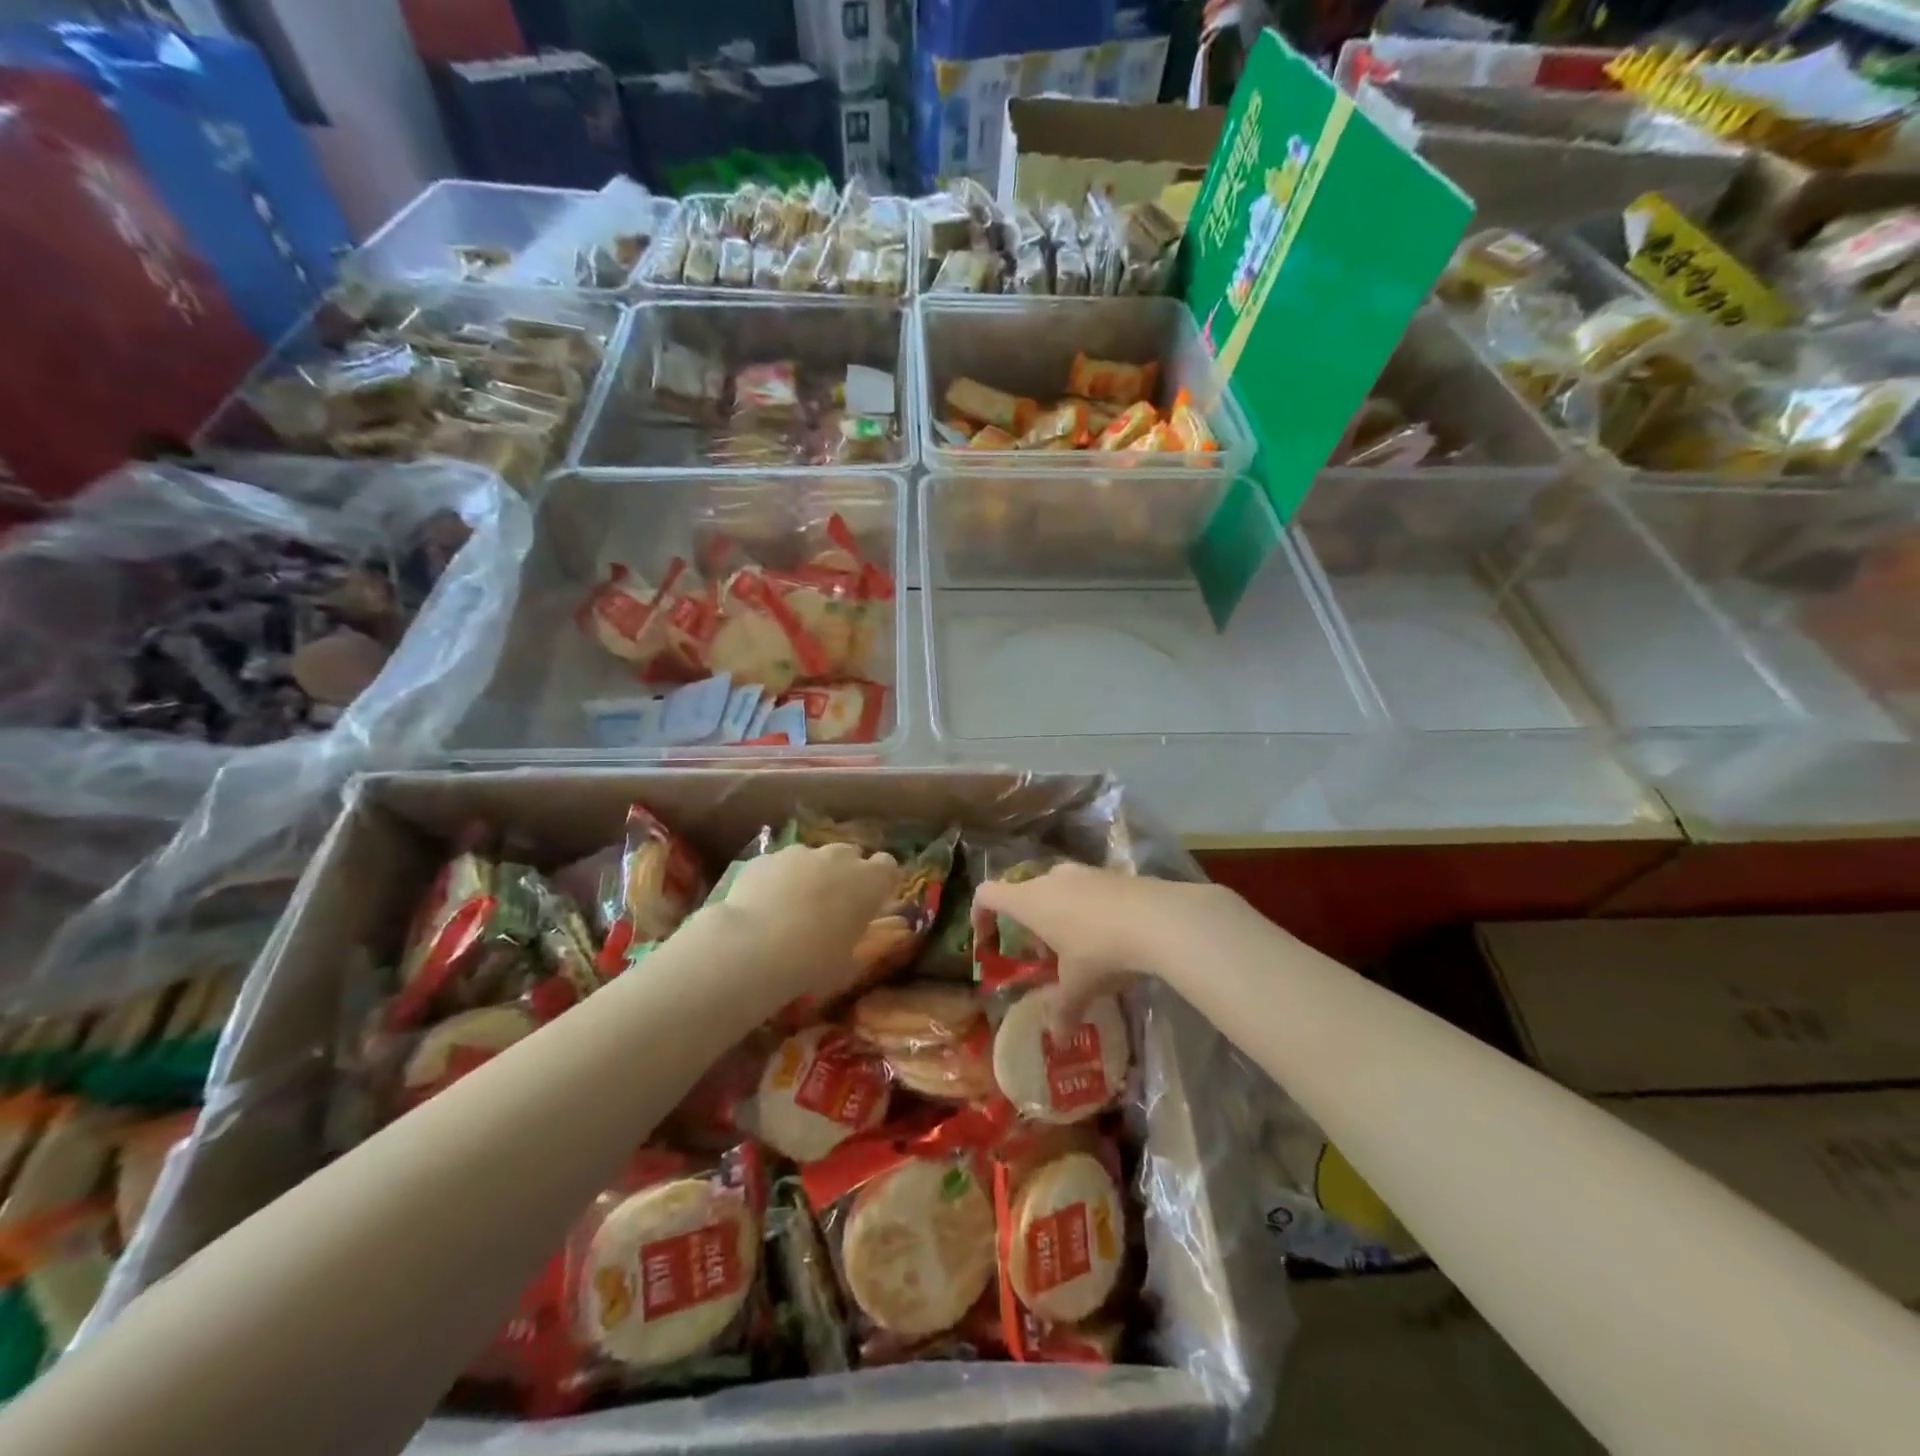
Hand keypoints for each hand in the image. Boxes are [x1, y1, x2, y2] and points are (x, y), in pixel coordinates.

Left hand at [716, 842, 897, 1002]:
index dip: (880, 881)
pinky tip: (763, 907)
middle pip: (850, 855)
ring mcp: (800, 853)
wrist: (754, 947)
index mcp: (869, 882)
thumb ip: (854, 940)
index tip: (872, 901)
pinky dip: (777, 879)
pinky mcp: (766, 857)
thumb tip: (851, 935)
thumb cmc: (813, 962)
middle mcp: (838, 857)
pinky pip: (779, 865)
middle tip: (831, 906)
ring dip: (809, 875)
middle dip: (844, 874)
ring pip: (812, 858)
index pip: (888, 866)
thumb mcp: (847, 963)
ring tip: (791, 908)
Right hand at [971, 864, 1229, 1022]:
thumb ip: (1062, 1010)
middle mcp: (1051, 878)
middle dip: (1030, 925)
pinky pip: (1088, 890)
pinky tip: (1110, 937)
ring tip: (1079, 950)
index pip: (987, 894)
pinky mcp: (1113, 874)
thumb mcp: (1078, 987)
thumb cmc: (1101, 950)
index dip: (980, 914)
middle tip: (1044, 956)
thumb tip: (1056, 1039)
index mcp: (1030, 900)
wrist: (1159, 918)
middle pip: (1026, 894)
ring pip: (1058, 891)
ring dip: (1059, 917)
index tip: (987, 939)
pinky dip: (1088, 910)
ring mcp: (1084, 872)